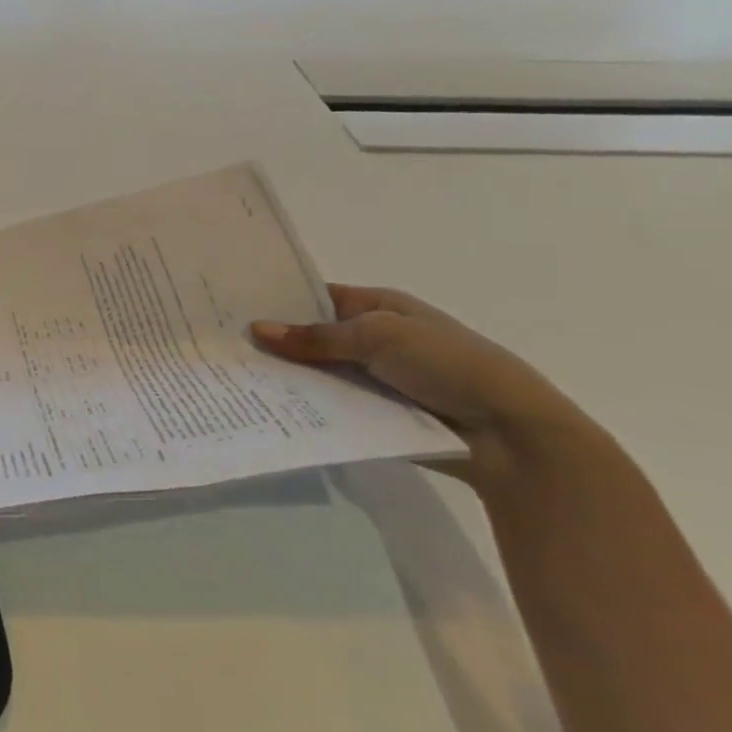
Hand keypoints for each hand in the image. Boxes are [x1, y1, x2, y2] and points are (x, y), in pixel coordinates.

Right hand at [250, 284, 607, 488]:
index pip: (316, 296)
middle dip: (274, 341)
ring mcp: (374, 378)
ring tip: (231, 377)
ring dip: (286, 376)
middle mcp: (374, 339)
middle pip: (311, 336)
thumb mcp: (380, 337)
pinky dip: (304, 406)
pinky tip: (264, 408)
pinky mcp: (374, 415)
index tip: (230, 305)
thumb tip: (257, 330)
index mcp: (380, 307)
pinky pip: (330, 406)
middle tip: (219, 343)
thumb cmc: (450, 366)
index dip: (278, 299)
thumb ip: (317, 337)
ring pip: (317, 373)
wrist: (512, 436)